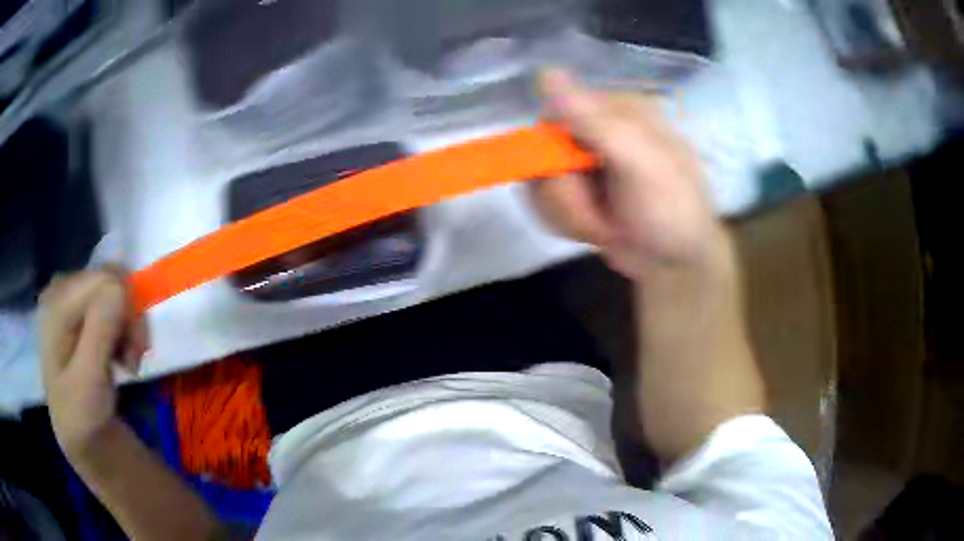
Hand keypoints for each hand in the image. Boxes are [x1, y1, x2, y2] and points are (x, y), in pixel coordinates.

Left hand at [40, 270, 147, 458]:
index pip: (105, 280)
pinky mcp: (81, 311)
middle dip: (129, 317)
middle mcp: (63, 290)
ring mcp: (71, 300)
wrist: (81, 438)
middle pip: (110, 280)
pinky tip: (121, 354)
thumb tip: (120, 287)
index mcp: (57, 303)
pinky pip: (112, 301)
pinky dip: (124, 328)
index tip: (134, 355)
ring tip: (129, 362)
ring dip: (129, 326)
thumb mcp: (89, 380)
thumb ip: (99, 331)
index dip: (127, 311)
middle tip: (134, 358)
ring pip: (115, 290)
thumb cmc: (82, 416)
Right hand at [530, 70, 724, 279]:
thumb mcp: (641, 164)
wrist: (677, 265)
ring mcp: (586, 162)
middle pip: (541, 151)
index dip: (555, 152)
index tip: (578, 178)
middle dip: (566, 194)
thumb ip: (596, 121)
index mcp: (617, 110)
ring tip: (605, 226)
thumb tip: (546, 71)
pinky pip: (545, 200)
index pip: (554, 114)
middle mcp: (597, 130)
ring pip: (539, 180)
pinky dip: (566, 222)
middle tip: (599, 215)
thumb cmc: (672, 211)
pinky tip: (595, 230)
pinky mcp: (578, 190)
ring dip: (568, 213)